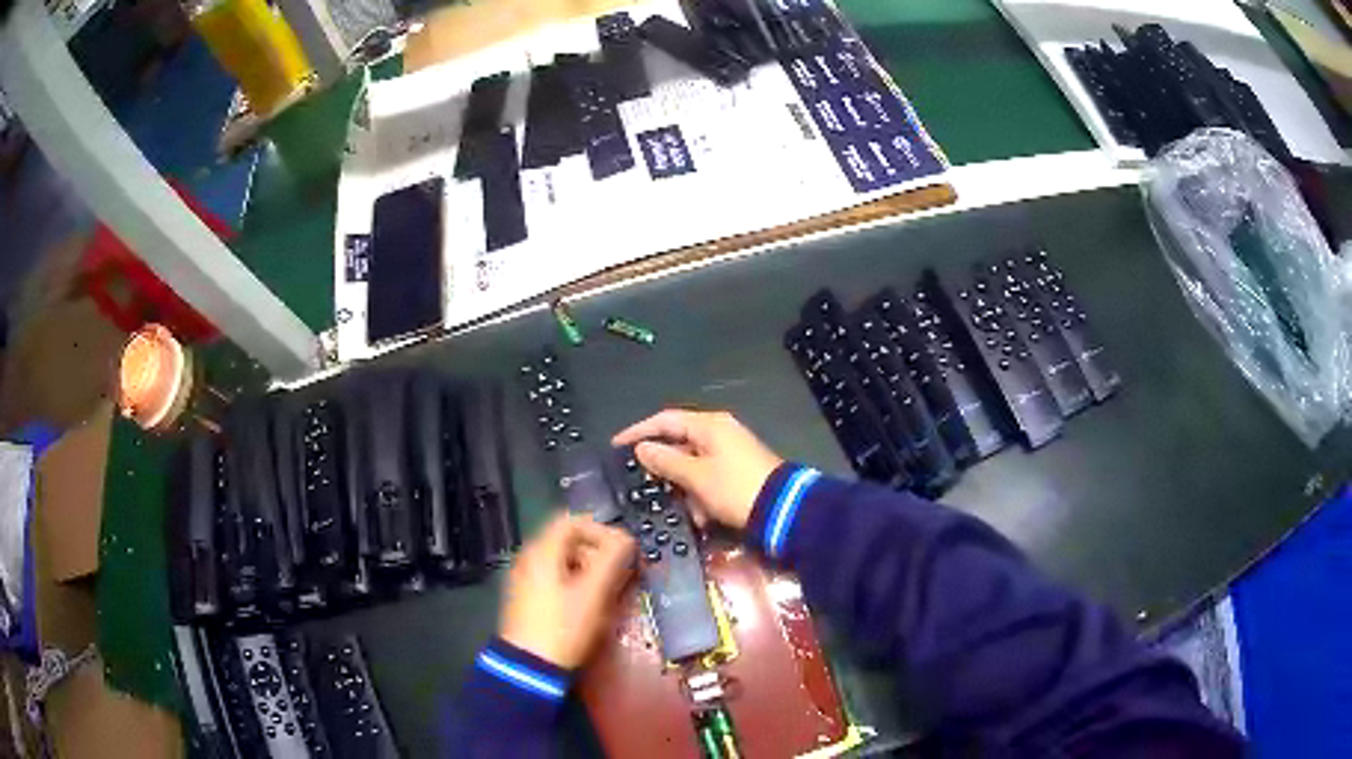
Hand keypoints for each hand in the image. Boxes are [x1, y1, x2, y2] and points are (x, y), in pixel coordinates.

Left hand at [500, 514, 635, 668]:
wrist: (529, 668)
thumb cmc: (564, 627)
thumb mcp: (594, 593)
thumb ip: (613, 560)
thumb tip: (626, 540)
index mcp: (542, 551)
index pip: (574, 521)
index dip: (602, 531)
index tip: (623, 551)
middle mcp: (529, 559)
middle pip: (569, 542)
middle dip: (599, 553)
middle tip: (620, 574)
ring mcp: (525, 580)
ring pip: (563, 563)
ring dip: (589, 571)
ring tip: (609, 592)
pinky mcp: (526, 600)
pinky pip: (555, 580)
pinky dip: (575, 584)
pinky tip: (589, 606)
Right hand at [612, 410, 782, 529]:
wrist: (783, 511)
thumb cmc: (735, 488)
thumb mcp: (696, 476)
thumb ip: (665, 461)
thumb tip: (642, 448)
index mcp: (710, 425)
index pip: (665, 420)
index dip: (638, 431)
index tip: (616, 446)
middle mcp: (719, 433)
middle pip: (679, 443)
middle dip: (663, 469)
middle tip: (643, 484)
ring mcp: (730, 453)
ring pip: (692, 467)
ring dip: (683, 489)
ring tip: (679, 508)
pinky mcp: (737, 474)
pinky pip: (708, 481)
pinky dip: (701, 497)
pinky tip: (701, 517)